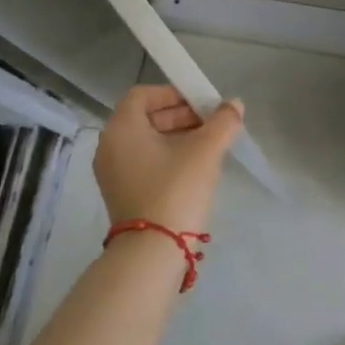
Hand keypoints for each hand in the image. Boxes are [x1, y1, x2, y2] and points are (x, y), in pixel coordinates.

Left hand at [93, 86, 244, 232]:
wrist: (153, 251)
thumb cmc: (176, 189)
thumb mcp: (205, 151)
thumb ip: (223, 122)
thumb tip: (234, 104)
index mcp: (122, 129)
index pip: (143, 95)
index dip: (174, 94)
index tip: (202, 104)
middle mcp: (110, 146)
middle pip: (145, 117)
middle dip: (180, 116)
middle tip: (211, 125)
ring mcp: (112, 173)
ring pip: (146, 142)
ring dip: (177, 137)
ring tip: (208, 146)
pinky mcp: (122, 194)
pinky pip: (144, 162)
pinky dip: (167, 157)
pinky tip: (194, 169)